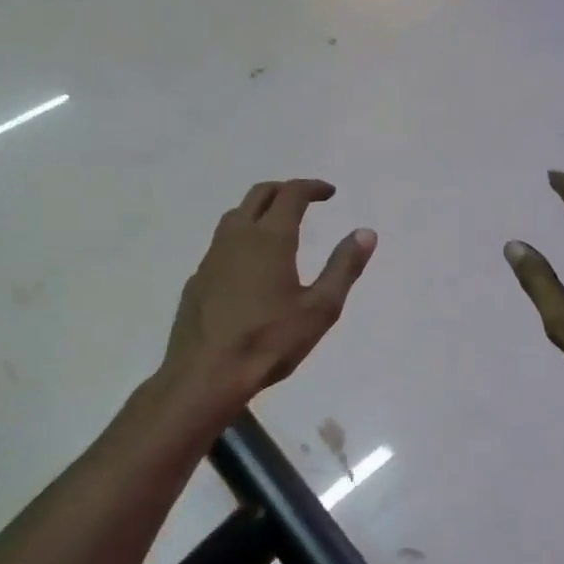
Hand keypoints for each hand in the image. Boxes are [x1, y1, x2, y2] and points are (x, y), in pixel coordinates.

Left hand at [163, 180, 375, 403]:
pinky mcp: (197, 279)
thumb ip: (344, 267)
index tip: (329, 193)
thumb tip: (366, 233)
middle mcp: (237, 237)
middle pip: (259, 195)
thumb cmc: (270, 341)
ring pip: (235, 216)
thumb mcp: (320, 308)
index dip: (312, 187)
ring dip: (259, 211)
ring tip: (277, 227)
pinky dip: (241, 239)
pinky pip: (221, 244)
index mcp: (270, 238)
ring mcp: (211, 257)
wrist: (206, 375)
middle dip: (284, 191)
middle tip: (305, 200)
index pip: (291, 194)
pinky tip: (250, 266)